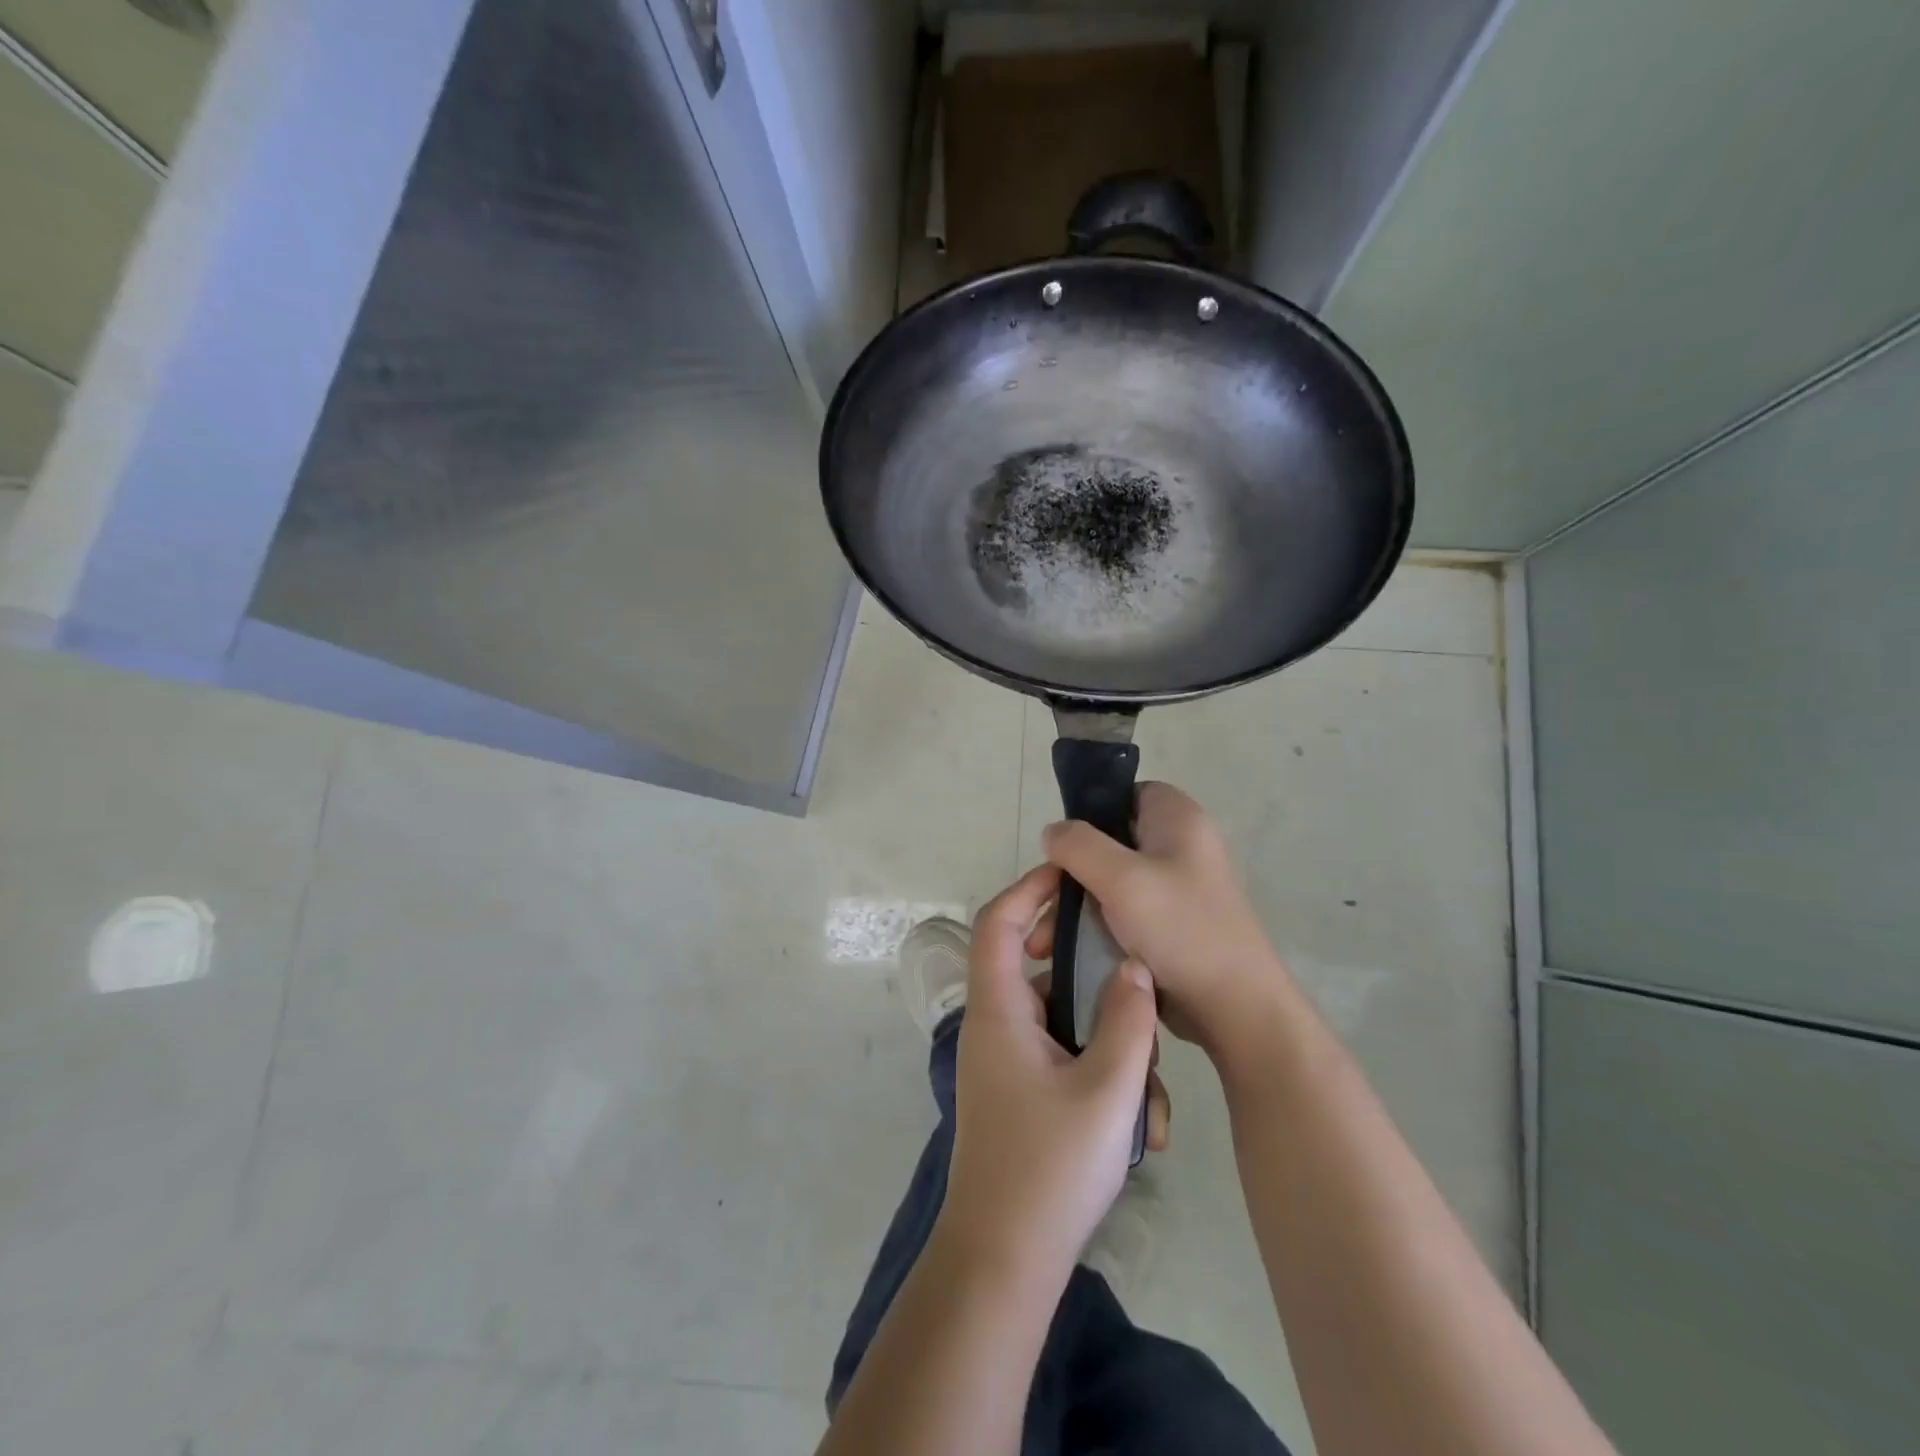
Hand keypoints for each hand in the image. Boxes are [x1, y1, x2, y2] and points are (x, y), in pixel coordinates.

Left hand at [936, 864, 1164, 1285]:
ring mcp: (1008, 1061)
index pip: (998, 923)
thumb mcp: (1107, 1090)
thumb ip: (1126, 1019)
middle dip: (1083, 961)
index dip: (1029, 888)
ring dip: (1106, 1034)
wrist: (1005, 1262)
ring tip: (1150, 1078)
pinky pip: (1063, 1055)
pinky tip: (1141, 1121)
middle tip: (1127, 964)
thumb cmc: (1050, 1168)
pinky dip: (1100, 1070)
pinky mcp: (1023, 1091)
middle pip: (1033, 963)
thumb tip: (1134, 967)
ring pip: (1059, 1016)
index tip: (1072, 874)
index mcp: (999, 1010)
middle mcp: (996, 1025)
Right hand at [1043, 782, 1286, 1059]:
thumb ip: (1078, 845)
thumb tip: (1053, 832)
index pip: (1123, 794)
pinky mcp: (1170, 923)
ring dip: (1073, 909)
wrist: (1235, 1008)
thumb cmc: (1181, 930)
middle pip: (1107, 841)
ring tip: (1044, 945)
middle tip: (1040, 907)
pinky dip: (1094, 928)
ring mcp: (1175, 886)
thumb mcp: (1121, 879)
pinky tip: (1068, 953)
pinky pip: (1121, 912)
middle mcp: (1179, 845)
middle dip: (1068, 876)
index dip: (1089, 816)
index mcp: (1177, 818)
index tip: (1063, 851)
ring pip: (1108, 881)